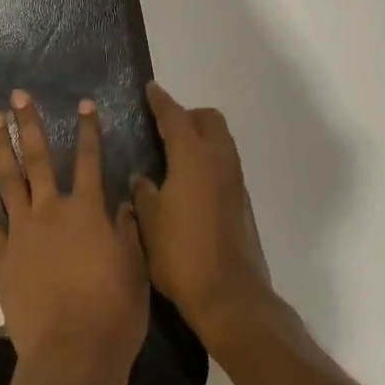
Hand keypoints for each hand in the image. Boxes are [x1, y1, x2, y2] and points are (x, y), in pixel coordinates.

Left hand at [0, 91, 149, 384]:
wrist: (72, 355)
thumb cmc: (113, 315)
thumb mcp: (134, 270)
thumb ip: (128, 232)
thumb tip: (124, 203)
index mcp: (88, 212)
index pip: (89, 161)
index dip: (88, 130)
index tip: (83, 103)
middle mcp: (51, 211)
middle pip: (39, 159)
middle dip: (29, 125)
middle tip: (18, 96)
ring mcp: (21, 231)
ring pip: (8, 179)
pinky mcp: (0, 255)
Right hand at [132, 82, 279, 341]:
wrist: (229, 296)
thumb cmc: (181, 254)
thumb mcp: (149, 221)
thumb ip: (144, 192)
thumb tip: (143, 178)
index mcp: (192, 158)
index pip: (175, 117)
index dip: (160, 101)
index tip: (150, 89)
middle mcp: (218, 162)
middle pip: (208, 120)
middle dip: (187, 116)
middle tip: (162, 128)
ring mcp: (234, 181)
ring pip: (220, 141)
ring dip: (199, 138)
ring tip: (172, 155)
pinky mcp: (241, 201)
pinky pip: (224, 164)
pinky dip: (207, 160)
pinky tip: (187, 183)